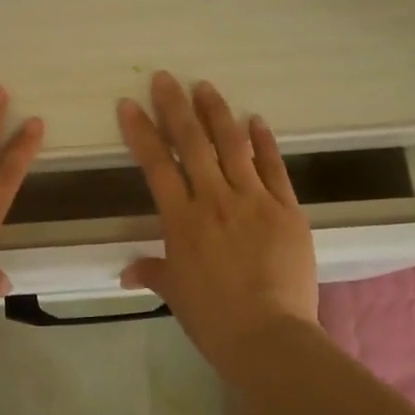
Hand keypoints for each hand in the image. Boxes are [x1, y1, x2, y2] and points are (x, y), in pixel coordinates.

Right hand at [117, 73, 320, 370]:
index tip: (129, 104)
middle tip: (165, 78)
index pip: (156, 165)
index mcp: (181, 220)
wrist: (268, 336)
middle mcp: (214, 200)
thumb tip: (127, 272)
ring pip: (231, 146)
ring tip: (204, 86)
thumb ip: (153, 272)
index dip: (140, 132)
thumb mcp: (175, 293)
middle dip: (175, 107)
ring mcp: (253, 201)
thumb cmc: (212, 318)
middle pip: (192, 144)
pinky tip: (255, 119)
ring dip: (216, 113)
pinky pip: (273, 168)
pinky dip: (263, 141)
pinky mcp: (287, 209)